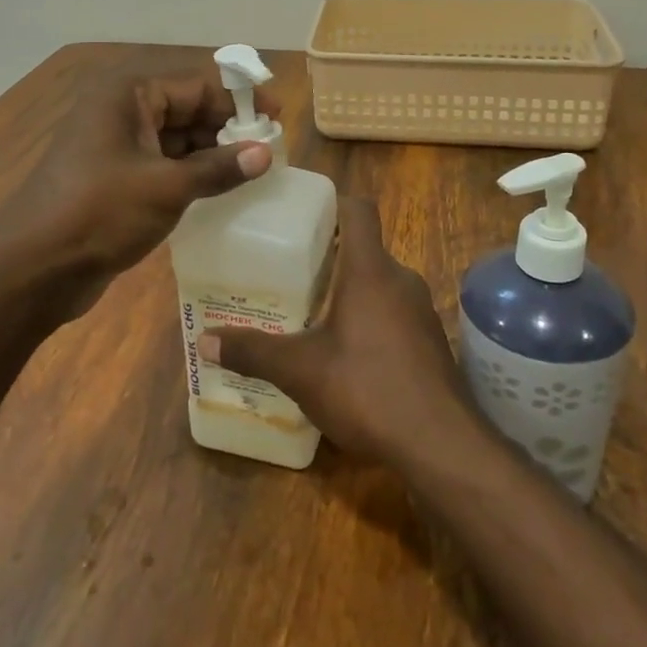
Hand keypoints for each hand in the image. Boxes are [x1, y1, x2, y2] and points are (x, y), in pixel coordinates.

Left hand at [9, 66, 274, 283]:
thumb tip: (265, 153)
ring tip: (254, 172)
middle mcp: (121, 110)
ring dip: (211, 154)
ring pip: (176, 139)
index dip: (239, 100)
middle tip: (269, 151)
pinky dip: (191, 174)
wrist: (33, 268)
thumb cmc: (100, 213)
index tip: (277, 118)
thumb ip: (219, 168)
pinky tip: (221, 190)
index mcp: (129, 95)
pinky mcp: (115, 177)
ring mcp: (116, 145)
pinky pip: (163, 164)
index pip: (196, 85)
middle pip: (187, 109)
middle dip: (227, 128)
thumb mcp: (166, 188)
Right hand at [198, 198, 478, 463]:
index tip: (301, 214)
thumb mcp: (300, 371)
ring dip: (349, 291)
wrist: (441, 444)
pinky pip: (394, 314)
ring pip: (379, 284)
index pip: (358, 210)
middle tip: (289, 270)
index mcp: (370, 270)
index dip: (331, 202)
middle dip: (329, 255)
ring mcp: (420, 311)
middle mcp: (400, 280)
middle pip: (364, 249)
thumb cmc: (367, 389)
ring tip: (310, 311)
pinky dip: (369, 319)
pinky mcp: (430, 342)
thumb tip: (204, 340)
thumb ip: (253, 351)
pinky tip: (345, 353)